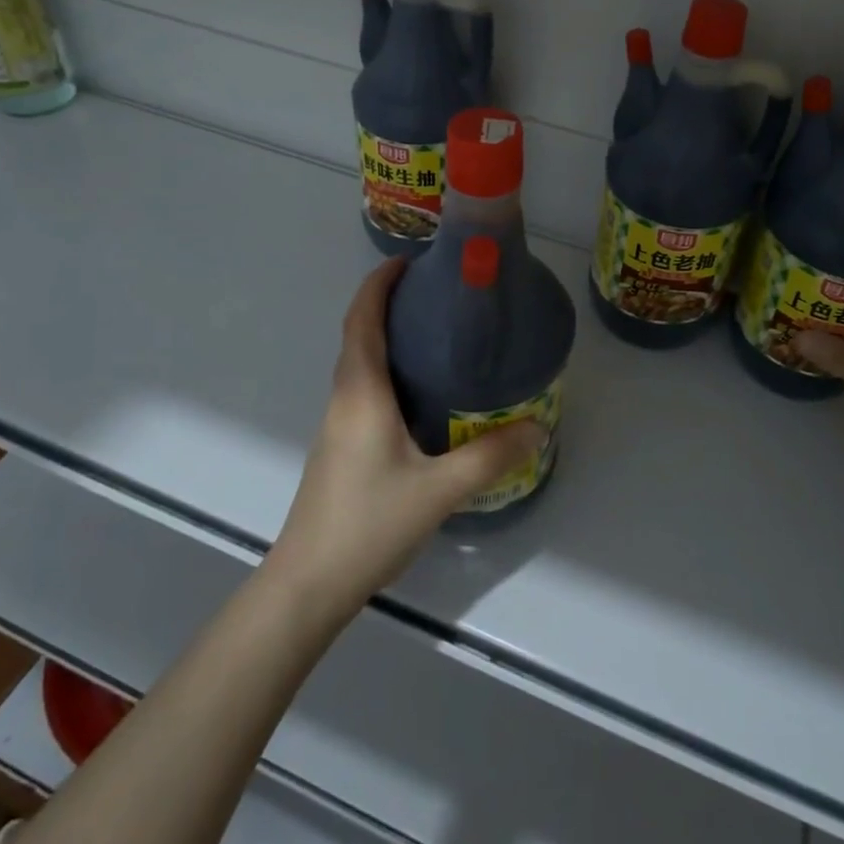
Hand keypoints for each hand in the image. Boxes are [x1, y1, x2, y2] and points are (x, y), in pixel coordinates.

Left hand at [264, 258, 543, 624]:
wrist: (307, 584)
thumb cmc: (367, 524)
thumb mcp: (438, 490)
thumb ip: (489, 457)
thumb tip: (536, 427)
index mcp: (360, 391)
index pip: (362, 318)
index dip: (379, 283)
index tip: (409, 260)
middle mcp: (344, 398)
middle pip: (359, 334)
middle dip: (388, 303)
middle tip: (437, 294)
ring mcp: (338, 424)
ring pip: (360, 363)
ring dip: (387, 337)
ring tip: (436, 334)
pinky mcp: (341, 447)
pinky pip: (364, 389)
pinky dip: (387, 370)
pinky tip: (422, 393)